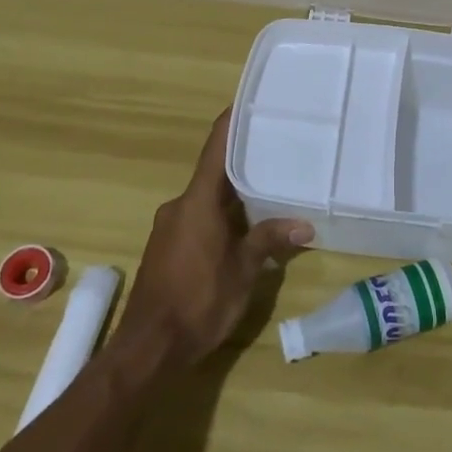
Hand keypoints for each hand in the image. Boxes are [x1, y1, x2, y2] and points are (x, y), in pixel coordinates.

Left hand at [117, 110, 313, 373]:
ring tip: (269, 187)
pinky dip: (221, 214)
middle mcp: (180, 204)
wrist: (146, 349)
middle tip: (277, 149)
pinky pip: (198, 216)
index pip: (216, 146)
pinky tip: (244, 226)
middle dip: (244, 161)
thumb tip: (305, 224)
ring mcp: (170, 226)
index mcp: (198, 200)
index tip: (252, 101)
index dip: (232, 120)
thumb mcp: (243, 271)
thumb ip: (270, 241)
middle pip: (214, 171)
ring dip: (234, 193)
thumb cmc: (198, 301)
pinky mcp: (167, 246)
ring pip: (207, 197)